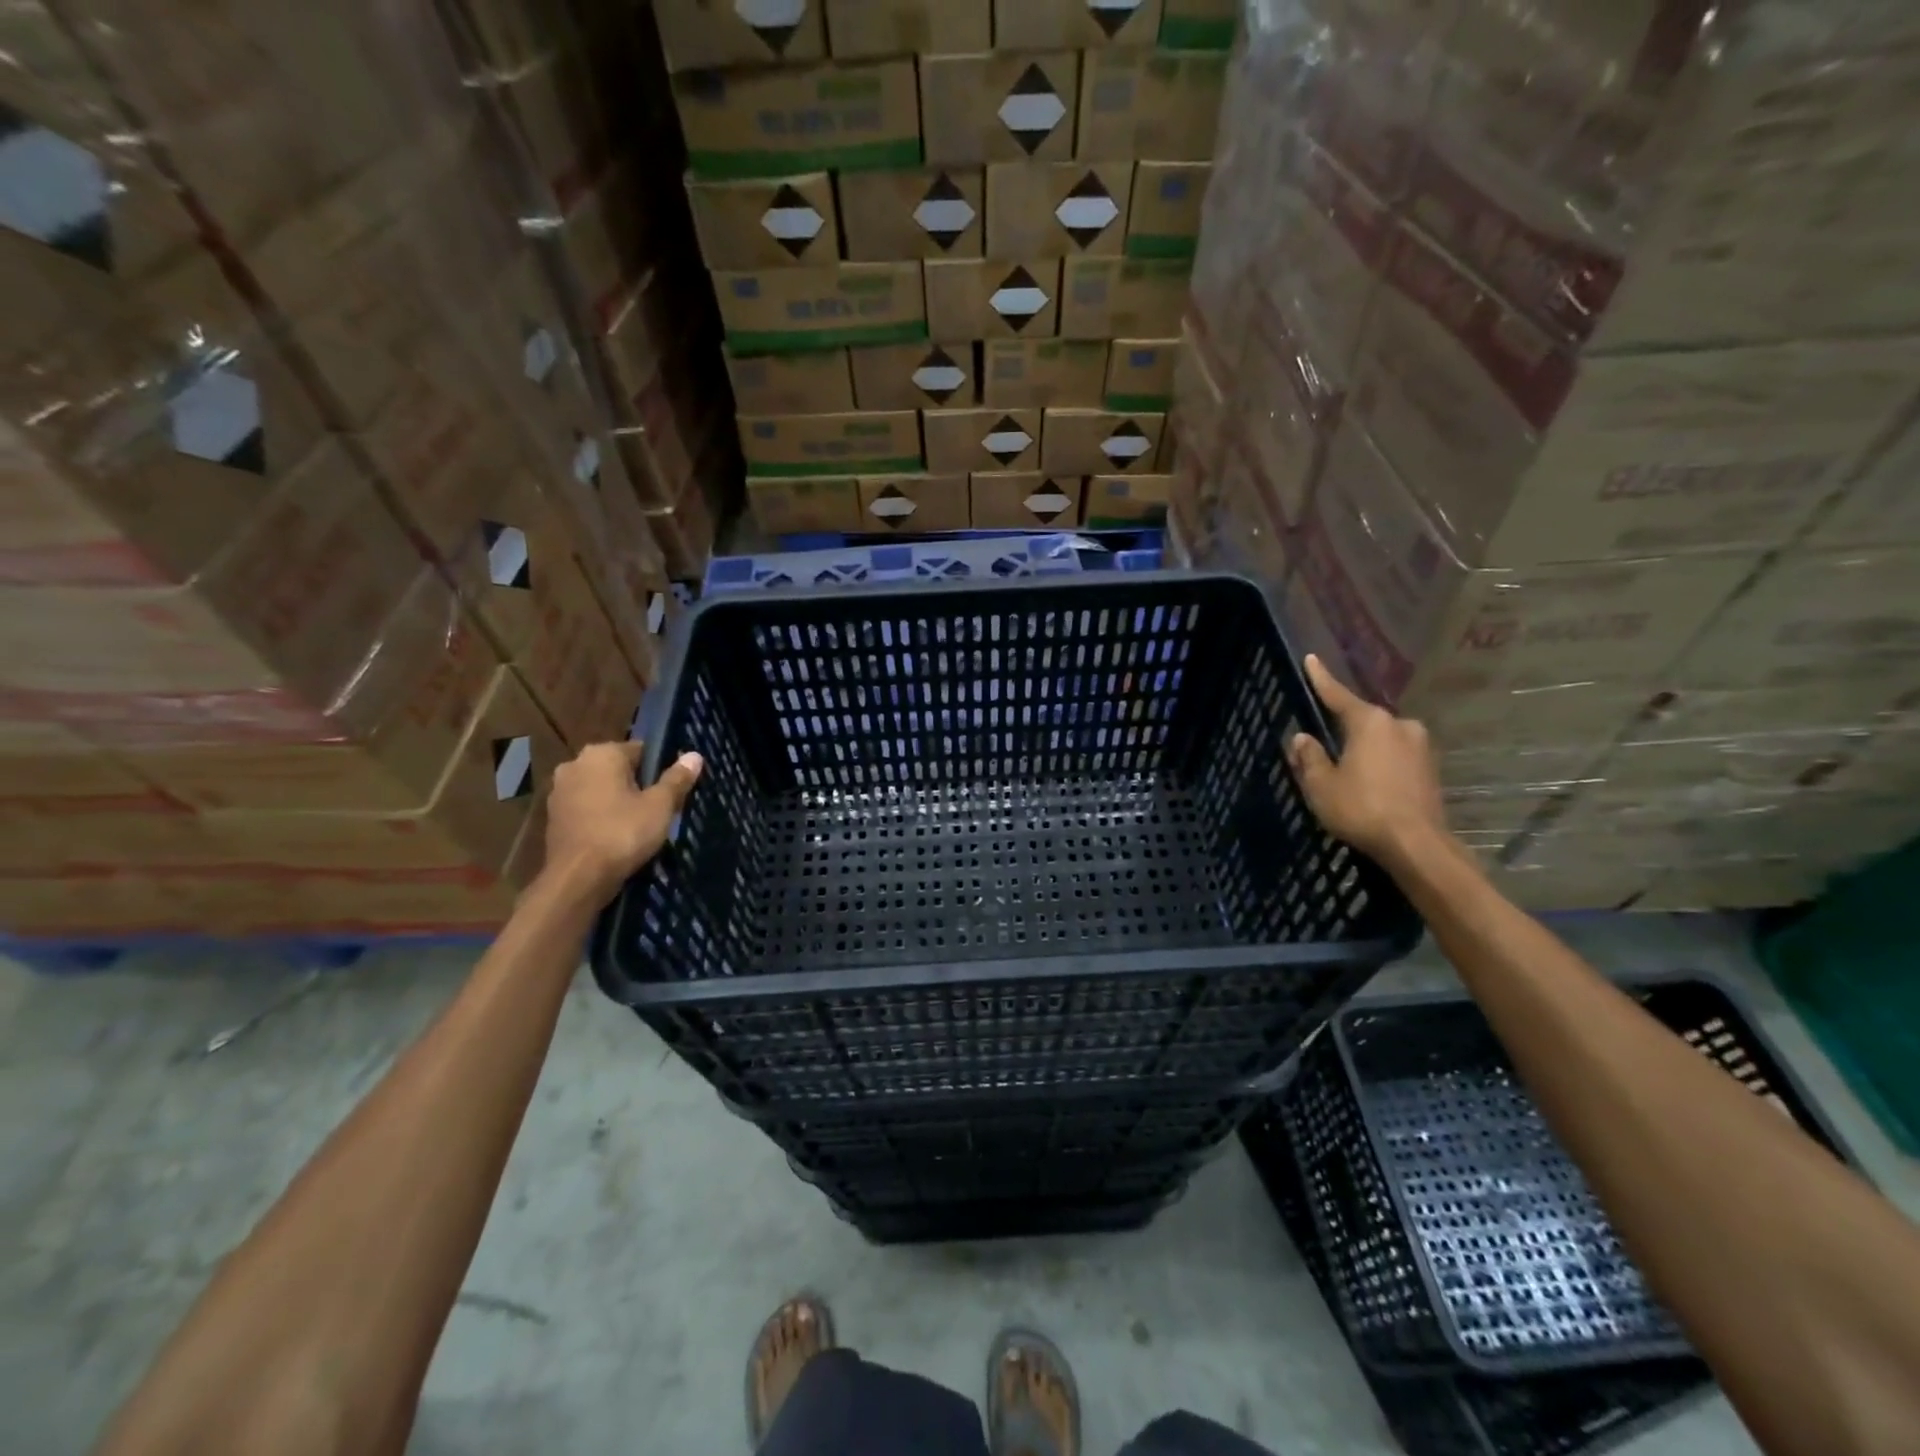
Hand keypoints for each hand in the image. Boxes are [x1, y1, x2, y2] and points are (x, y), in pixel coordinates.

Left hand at [543, 742, 703, 903]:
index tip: (673, 789)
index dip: (661, 768)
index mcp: (602, 753)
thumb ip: (677, 779)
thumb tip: (694, 756)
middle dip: (638, 785)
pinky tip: (617, 836)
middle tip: (660, 809)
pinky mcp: (553, 817)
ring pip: (601, 789)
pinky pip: (587, 808)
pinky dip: (602, 816)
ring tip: (640, 825)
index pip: (641, 750)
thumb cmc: (623, 833)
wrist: (578, 878)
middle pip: (619, 769)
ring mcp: (560, 791)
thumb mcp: (660, 806)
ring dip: (618, 801)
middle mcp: (575, 764)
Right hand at [1286, 655, 1448, 869]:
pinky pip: (1395, 757)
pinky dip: (1379, 764)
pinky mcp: (1430, 769)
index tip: (1311, 659)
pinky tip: (1368, 783)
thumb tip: (1303, 738)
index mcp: (1370, 722)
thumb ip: (1309, 757)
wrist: (1416, 845)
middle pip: (1361, 720)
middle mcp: (1399, 725)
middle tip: (1321, 744)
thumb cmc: (1361, 808)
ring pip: (1380, 740)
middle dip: (1342, 729)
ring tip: (1345, 771)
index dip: (1321, 679)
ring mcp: (1420, 747)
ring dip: (1362, 750)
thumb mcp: (1321, 785)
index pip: (1338, 695)